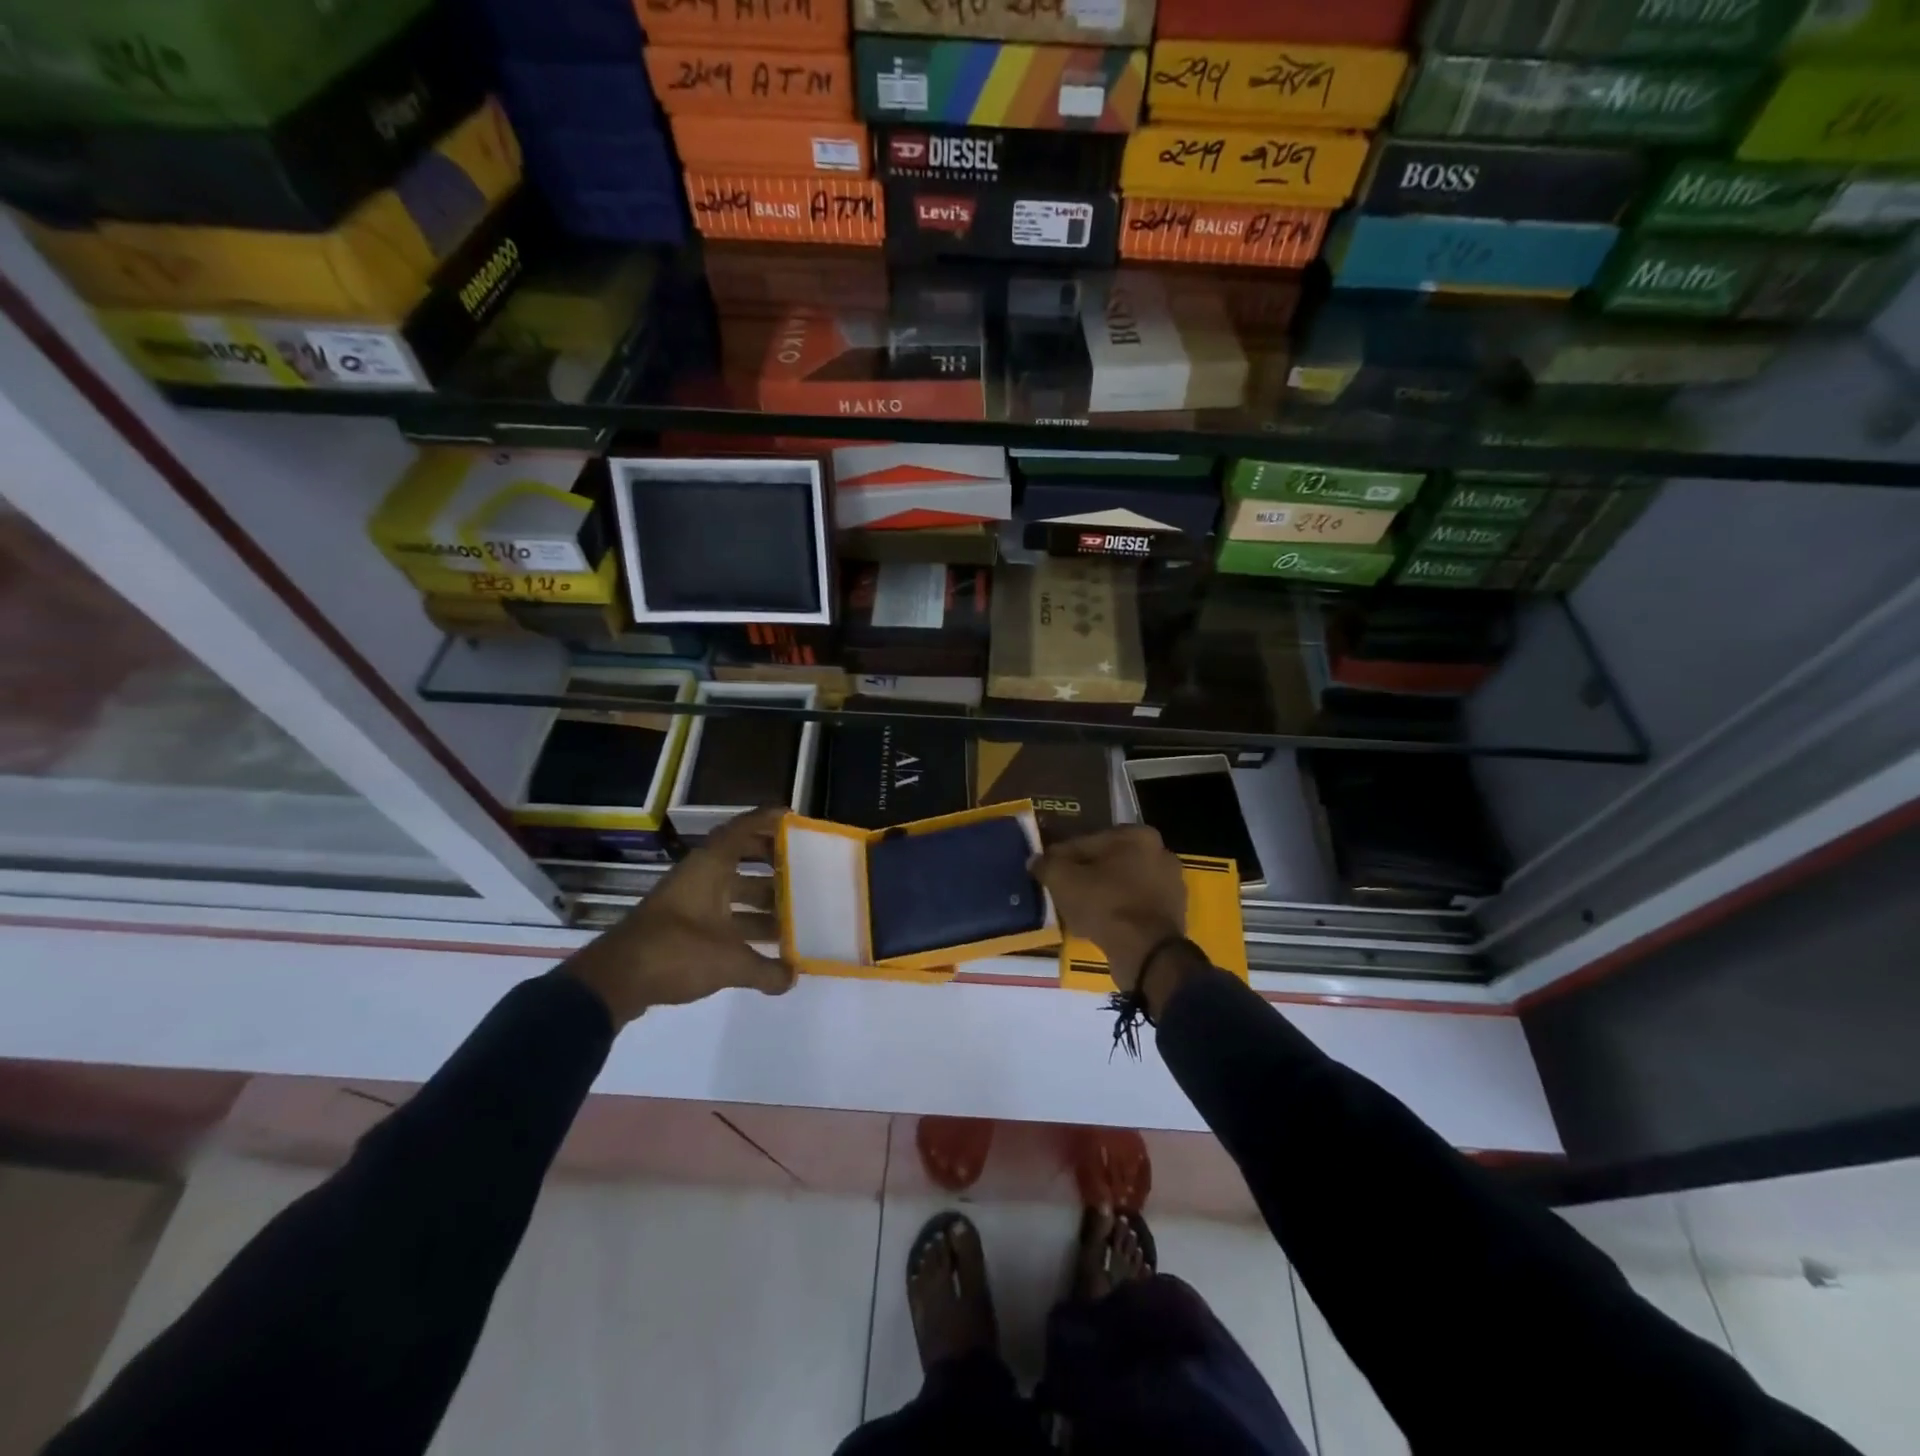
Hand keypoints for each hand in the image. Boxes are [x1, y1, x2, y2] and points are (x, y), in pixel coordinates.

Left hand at [564, 807, 796, 1026]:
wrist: (614, 980)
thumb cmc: (676, 951)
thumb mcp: (729, 962)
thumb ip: (765, 969)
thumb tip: (792, 978)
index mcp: (711, 867)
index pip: (742, 829)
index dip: (768, 821)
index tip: (794, 820)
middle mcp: (700, 877)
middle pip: (740, 859)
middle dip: (771, 864)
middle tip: (802, 870)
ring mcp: (688, 902)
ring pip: (732, 891)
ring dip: (760, 900)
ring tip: (794, 914)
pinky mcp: (680, 927)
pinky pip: (721, 915)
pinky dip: (743, 924)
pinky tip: (765, 946)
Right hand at [1030, 826, 1186, 998]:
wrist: (1147, 953)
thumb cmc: (1105, 905)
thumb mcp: (1063, 880)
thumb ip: (1047, 865)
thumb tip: (1035, 860)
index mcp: (1138, 835)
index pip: (1088, 841)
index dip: (1062, 856)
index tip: (1047, 870)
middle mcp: (1160, 853)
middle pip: (1108, 862)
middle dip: (1085, 874)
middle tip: (1061, 890)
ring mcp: (1171, 885)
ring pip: (1123, 884)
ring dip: (1101, 894)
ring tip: (1076, 910)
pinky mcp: (1173, 913)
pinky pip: (1135, 906)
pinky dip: (1117, 911)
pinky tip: (1098, 925)